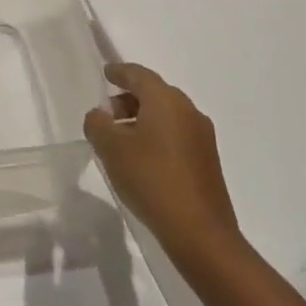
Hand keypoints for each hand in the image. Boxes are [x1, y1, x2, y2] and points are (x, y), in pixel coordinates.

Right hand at [84, 62, 243, 273]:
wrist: (200, 233)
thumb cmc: (151, 179)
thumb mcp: (110, 148)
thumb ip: (97, 124)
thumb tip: (100, 116)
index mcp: (166, 100)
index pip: (139, 74)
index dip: (119, 72)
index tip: (106, 73)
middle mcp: (188, 111)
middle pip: (154, 93)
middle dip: (128, 99)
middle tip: (106, 115)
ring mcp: (202, 137)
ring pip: (166, 115)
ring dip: (142, 120)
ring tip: (120, 140)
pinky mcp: (207, 161)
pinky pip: (176, 135)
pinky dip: (156, 136)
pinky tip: (142, 159)